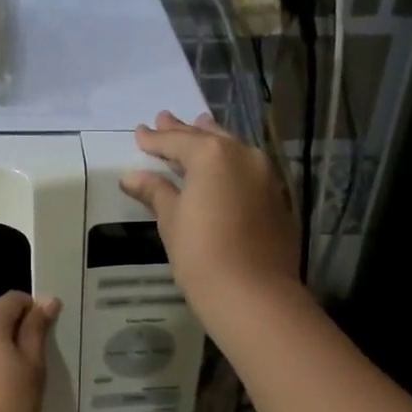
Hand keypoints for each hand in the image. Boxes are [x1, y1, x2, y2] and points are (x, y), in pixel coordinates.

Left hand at [0, 291, 60, 411]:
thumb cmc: (9, 409)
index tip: (51, 335)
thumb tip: (47, 300)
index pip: (13, 299)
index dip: (35, 310)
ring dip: (6, 352)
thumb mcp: (32, 367)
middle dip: (19, 333)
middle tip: (43, 361)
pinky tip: (7, 392)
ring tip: (26, 380)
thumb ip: (37, 330)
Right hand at [119, 111, 300, 328]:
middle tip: (165, 119)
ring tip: (200, 128)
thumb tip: (132, 176)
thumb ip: (155, 191)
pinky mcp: (279, 198)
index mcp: (212, 154)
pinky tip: (225, 171)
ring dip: (214, 141)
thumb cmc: (201, 254)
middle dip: (185, 130)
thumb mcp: (171, 220)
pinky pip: (250, 171)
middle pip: (208, 137)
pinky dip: (233, 166)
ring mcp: (267, 176)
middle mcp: (243, 155)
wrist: (253, 293)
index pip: (176, 140)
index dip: (155, 138)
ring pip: (234, 150)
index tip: (139, 133)